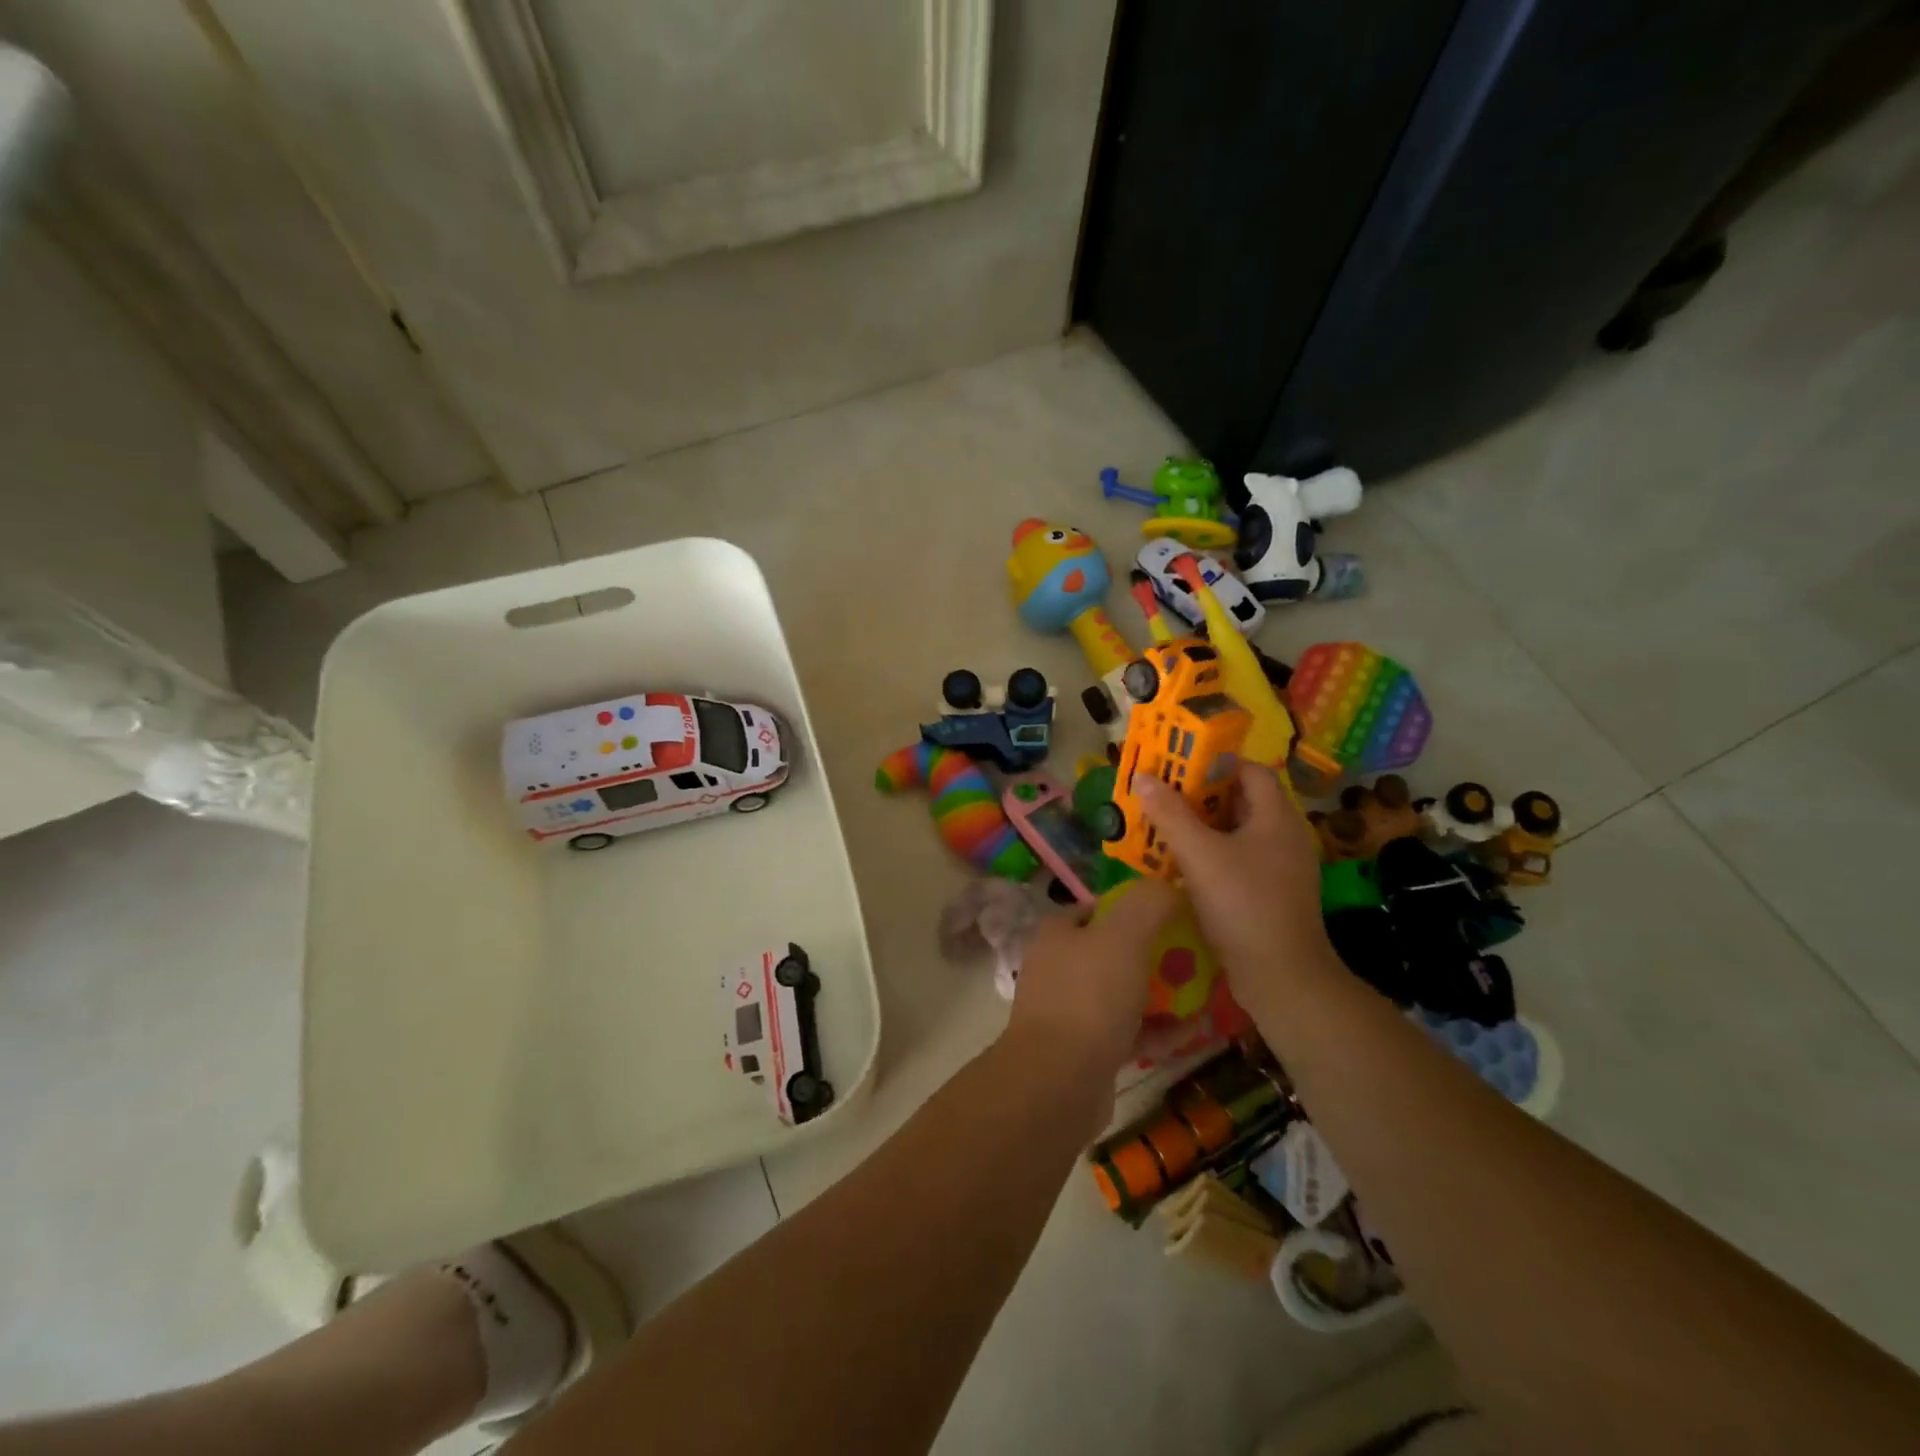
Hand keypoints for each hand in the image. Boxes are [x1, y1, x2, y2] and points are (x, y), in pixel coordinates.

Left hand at [1004, 877, 1177, 1081]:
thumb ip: (1148, 904)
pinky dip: (1156, 1030)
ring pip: (1122, 993)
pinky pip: (1127, 1031)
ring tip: (1202, 993)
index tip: (1174, 914)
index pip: (1098, 908)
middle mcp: (1058, 967)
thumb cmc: (1089, 997)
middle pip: (1113, 951)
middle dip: (1154, 953)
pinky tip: (1190, 1031)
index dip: (1135, 907)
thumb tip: (1167, 885)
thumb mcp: (1123, 936)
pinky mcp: (1085, 1050)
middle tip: (1195, 955)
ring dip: (1160, 994)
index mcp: (1058, 933)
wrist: (1058, 1081)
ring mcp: (1069, 1011)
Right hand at [1135, 764, 1334, 1009]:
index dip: (1214, 763)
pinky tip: (1181, 865)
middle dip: (1199, 796)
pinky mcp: (1272, 894)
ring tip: (1163, 826)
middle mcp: (1284, 835)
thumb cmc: (1242, 904)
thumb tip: (1143, 777)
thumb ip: (1169, 813)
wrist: (1282, 977)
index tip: (1177, 765)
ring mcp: (1281, 867)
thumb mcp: (1199, 854)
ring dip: (1202, 827)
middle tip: (1161, 795)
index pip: (1249, 770)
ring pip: (1237, 833)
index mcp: (1276, 816)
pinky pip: (1238, 860)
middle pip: (1241, 800)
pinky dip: (1211, 855)